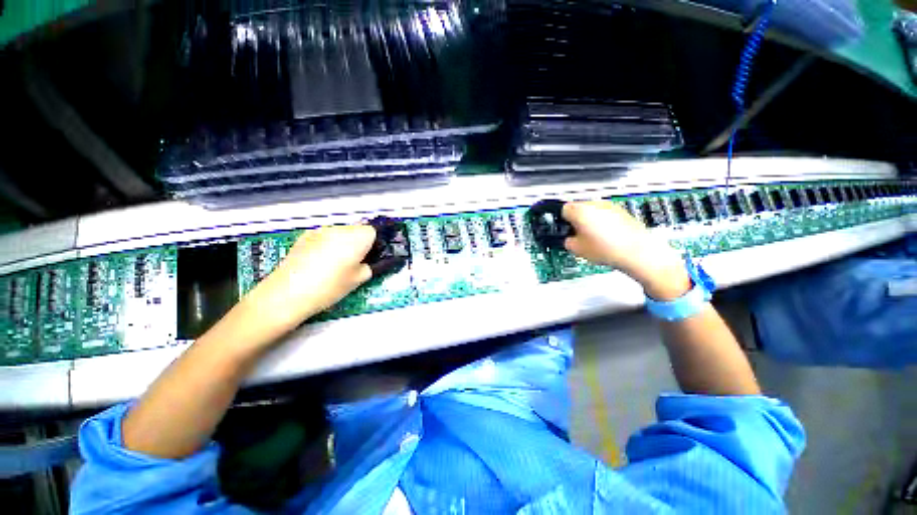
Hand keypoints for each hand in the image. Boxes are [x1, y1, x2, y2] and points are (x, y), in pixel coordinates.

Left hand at [238, 224, 375, 339]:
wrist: (288, 293)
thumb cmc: (330, 287)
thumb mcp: (358, 280)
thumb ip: (368, 266)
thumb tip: (367, 262)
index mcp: (357, 238)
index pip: (373, 231)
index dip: (373, 244)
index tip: (369, 257)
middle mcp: (340, 229)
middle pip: (357, 229)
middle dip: (359, 242)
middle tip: (354, 262)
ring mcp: (320, 231)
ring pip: (340, 232)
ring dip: (343, 243)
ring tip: (334, 263)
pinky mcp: (305, 236)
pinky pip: (325, 236)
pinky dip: (327, 244)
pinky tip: (319, 262)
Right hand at [562, 201, 690, 299]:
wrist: (637, 252)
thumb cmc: (608, 249)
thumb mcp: (576, 249)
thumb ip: (567, 240)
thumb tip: (568, 238)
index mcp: (580, 211)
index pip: (562, 210)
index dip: (561, 221)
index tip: (563, 229)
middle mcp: (594, 204)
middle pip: (577, 208)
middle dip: (575, 220)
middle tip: (576, 235)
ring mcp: (610, 206)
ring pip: (591, 210)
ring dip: (588, 220)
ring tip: (592, 237)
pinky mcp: (621, 211)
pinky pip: (604, 213)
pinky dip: (602, 221)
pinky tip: (605, 236)